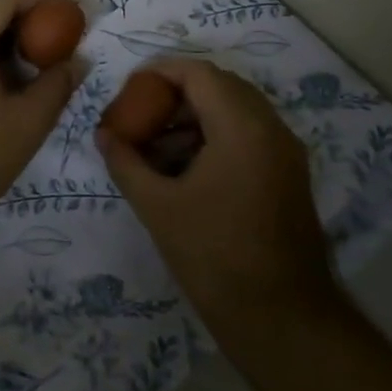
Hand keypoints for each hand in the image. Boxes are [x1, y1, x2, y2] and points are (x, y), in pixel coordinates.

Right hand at [95, 58, 338, 345]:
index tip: (130, 89)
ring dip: (195, 118)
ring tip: (155, 147)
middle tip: (140, 115)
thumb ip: (126, 162)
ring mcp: (285, 153)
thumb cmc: (213, 256)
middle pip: (220, 87)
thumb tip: (103, 135)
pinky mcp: (288, 177)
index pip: (199, 74)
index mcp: (242, 128)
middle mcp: (271, 129)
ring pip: (236, 112)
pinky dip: (215, 138)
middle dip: (176, 95)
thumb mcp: (158, 206)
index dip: (161, 72)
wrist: (280, 318)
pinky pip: (249, 137)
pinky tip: (184, 170)